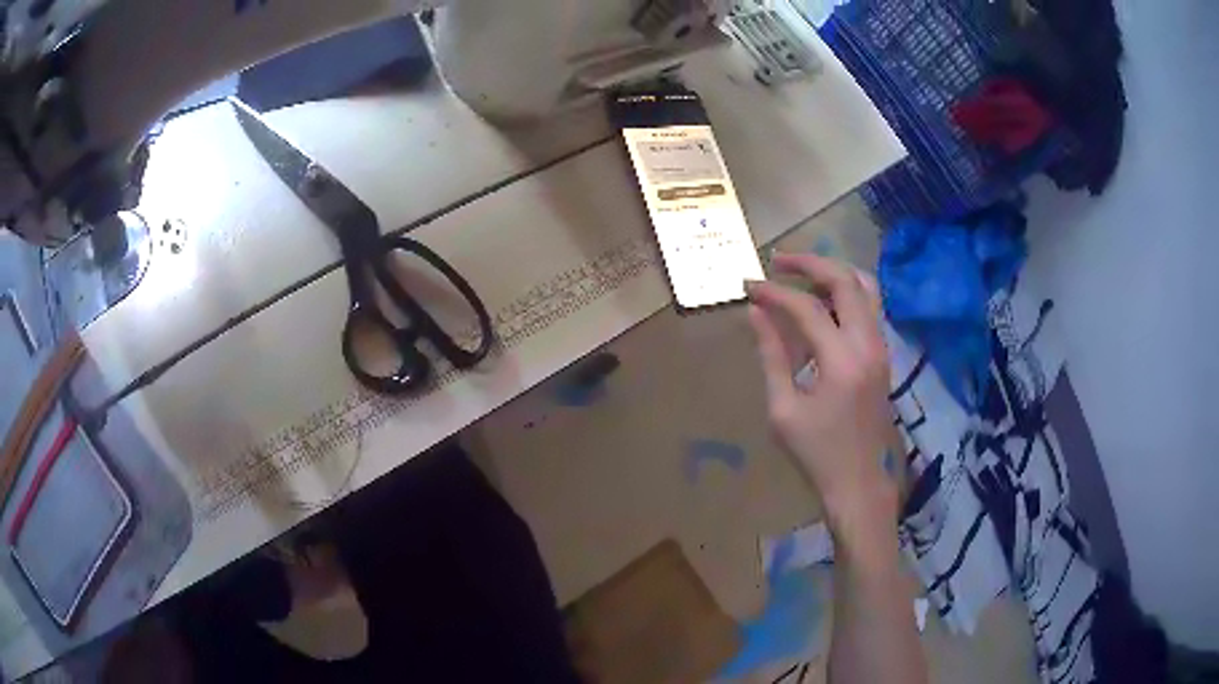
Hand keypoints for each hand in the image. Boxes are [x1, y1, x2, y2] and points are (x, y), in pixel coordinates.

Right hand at [746, 253, 895, 541]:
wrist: (860, 481)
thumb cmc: (817, 453)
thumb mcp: (784, 409)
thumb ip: (772, 355)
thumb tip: (756, 313)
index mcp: (841, 361)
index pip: (806, 308)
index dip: (774, 292)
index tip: (748, 286)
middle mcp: (868, 344)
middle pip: (845, 281)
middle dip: (810, 264)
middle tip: (777, 261)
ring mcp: (881, 347)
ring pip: (865, 288)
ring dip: (832, 274)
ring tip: (801, 274)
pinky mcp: (883, 355)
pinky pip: (869, 307)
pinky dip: (846, 293)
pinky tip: (823, 302)